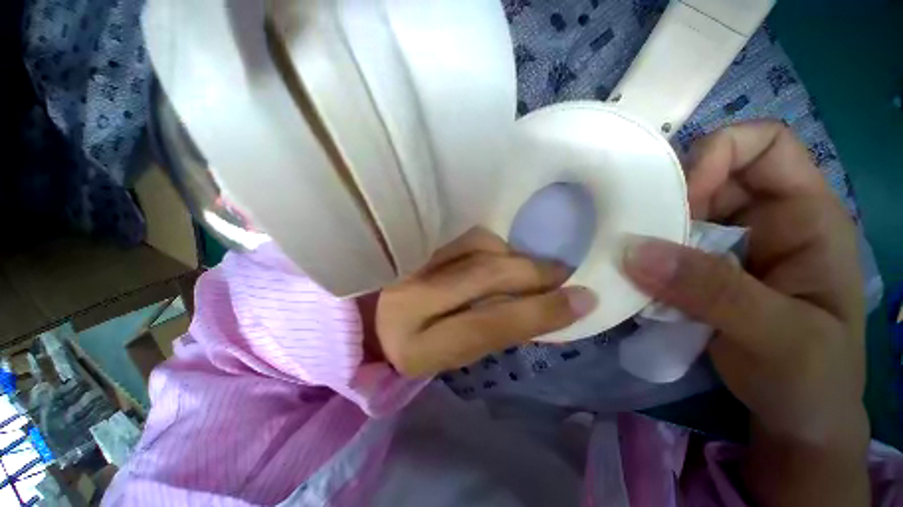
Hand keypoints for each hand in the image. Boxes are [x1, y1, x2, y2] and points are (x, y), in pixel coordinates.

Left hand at [368, 229, 595, 377]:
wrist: (371, 318)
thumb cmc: (417, 342)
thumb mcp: (455, 352)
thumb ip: (495, 330)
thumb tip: (547, 306)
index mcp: (418, 348)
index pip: (487, 327)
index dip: (539, 313)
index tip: (582, 299)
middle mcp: (408, 302)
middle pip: (485, 277)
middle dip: (532, 273)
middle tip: (562, 272)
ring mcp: (407, 264)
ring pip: (477, 248)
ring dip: (512, 256)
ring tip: (528, 266)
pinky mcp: (411, 242)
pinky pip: (463, 236)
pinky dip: (490, 243)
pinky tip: (497, 253)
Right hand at [620, 122, 868, 505]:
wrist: (795, 416)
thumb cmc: (811, 377)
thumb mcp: (779, 336)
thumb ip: (713, 291)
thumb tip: (634, 251)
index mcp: (805, 216)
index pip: (766, 145)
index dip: (720, 153)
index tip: (681, 196)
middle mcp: (765, 220)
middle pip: (710, 177)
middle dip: (670, 198)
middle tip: (637, 235)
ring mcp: (729, 247)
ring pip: (679, 214)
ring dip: (650, 232)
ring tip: (628, 259)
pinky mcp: (701, 271)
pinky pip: (664, 248)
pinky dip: (644, 257)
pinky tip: (632, 276)